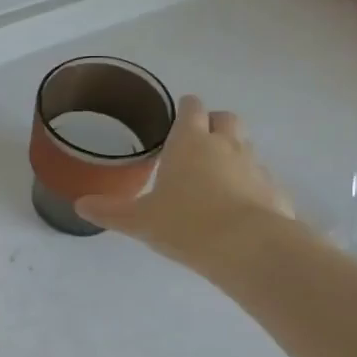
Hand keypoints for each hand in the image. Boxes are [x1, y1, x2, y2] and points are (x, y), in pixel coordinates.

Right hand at [76, 96, 294, 272]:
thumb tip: (80, 205)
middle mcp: (226, 145)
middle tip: (197, 144)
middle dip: (213, 124)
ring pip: (246, 146)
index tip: (177, 116)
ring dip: (233, 154)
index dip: (185, 108)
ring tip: (215, 178)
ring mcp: (255, 167)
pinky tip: (238, 209)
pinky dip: (251, 186)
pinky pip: (262, 180)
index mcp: (190, 142)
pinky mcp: (276, 192)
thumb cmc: (186, 223)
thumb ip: (111, 211)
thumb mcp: (140, 220)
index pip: (191, 108)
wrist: (250, 248)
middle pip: (225, 118)